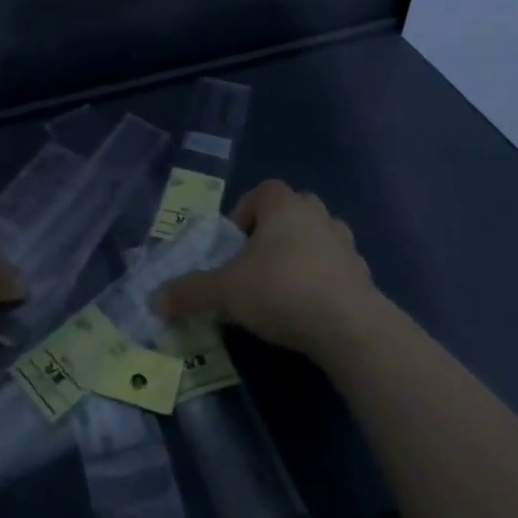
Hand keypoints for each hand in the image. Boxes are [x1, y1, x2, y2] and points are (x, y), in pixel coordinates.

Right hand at [154, 179, 375, 360]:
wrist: (349, 326)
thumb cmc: (281, 290)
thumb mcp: (226, 292)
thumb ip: (190, 292)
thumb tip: (153, 299)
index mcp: (284, 206)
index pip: (263, 191)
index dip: (244, 212)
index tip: (233, 244)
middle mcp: (317, 215)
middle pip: (293, 210)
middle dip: (274, 232)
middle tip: (256, 265)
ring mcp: (345, 244)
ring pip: (320, 237)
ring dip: (303, 254)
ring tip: (284, 287)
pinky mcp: (364, 276)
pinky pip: (339, 269)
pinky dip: (326, 281)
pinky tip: (312, 310)